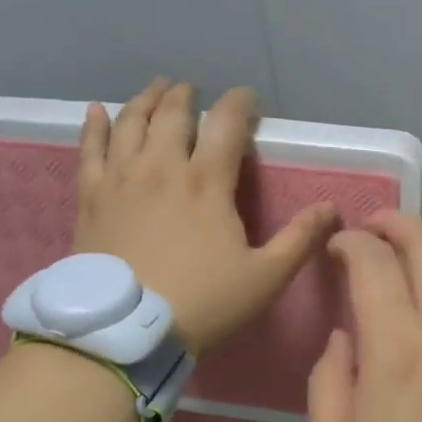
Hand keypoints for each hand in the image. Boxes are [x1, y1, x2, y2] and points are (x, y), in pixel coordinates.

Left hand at [74, 79, 336, 354]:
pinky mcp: (91, 197)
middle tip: (193, 89)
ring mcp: (121, 178)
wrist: (124, 332)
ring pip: (132, 123)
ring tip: (157, 88)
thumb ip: (300, 239)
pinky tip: (97, 110)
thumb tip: (331, 207)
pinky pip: (90, 148)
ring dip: (147, 101)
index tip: (249, 98)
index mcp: (207, 182)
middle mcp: (162, 167)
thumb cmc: (201, 303)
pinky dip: (94, 125)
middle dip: (187, 95)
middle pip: (174, 114)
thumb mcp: (265, 278)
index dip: (241, 103)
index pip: (227, 123)